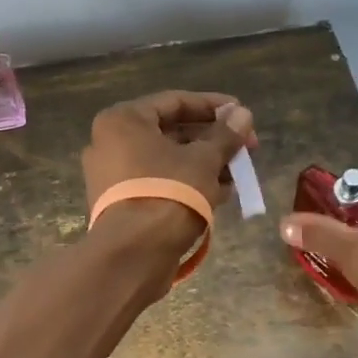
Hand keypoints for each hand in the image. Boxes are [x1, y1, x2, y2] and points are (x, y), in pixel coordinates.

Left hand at [83, 90, 257, 258]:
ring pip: (167, 160)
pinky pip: (159, 182)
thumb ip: (225, 135)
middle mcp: (111, 143)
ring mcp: (113, 175)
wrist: (133, 256)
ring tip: (239, 172)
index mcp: (123, 121)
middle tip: (246, 147)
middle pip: (171, 132)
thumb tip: (243, 114)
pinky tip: (222, 192)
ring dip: (204, 163)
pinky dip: (187, 183)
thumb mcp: (204, 161)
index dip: (213, 106)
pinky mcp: (121, 203)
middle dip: (212, 139)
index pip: (175, 101)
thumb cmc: (168, 194)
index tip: (242, 114)